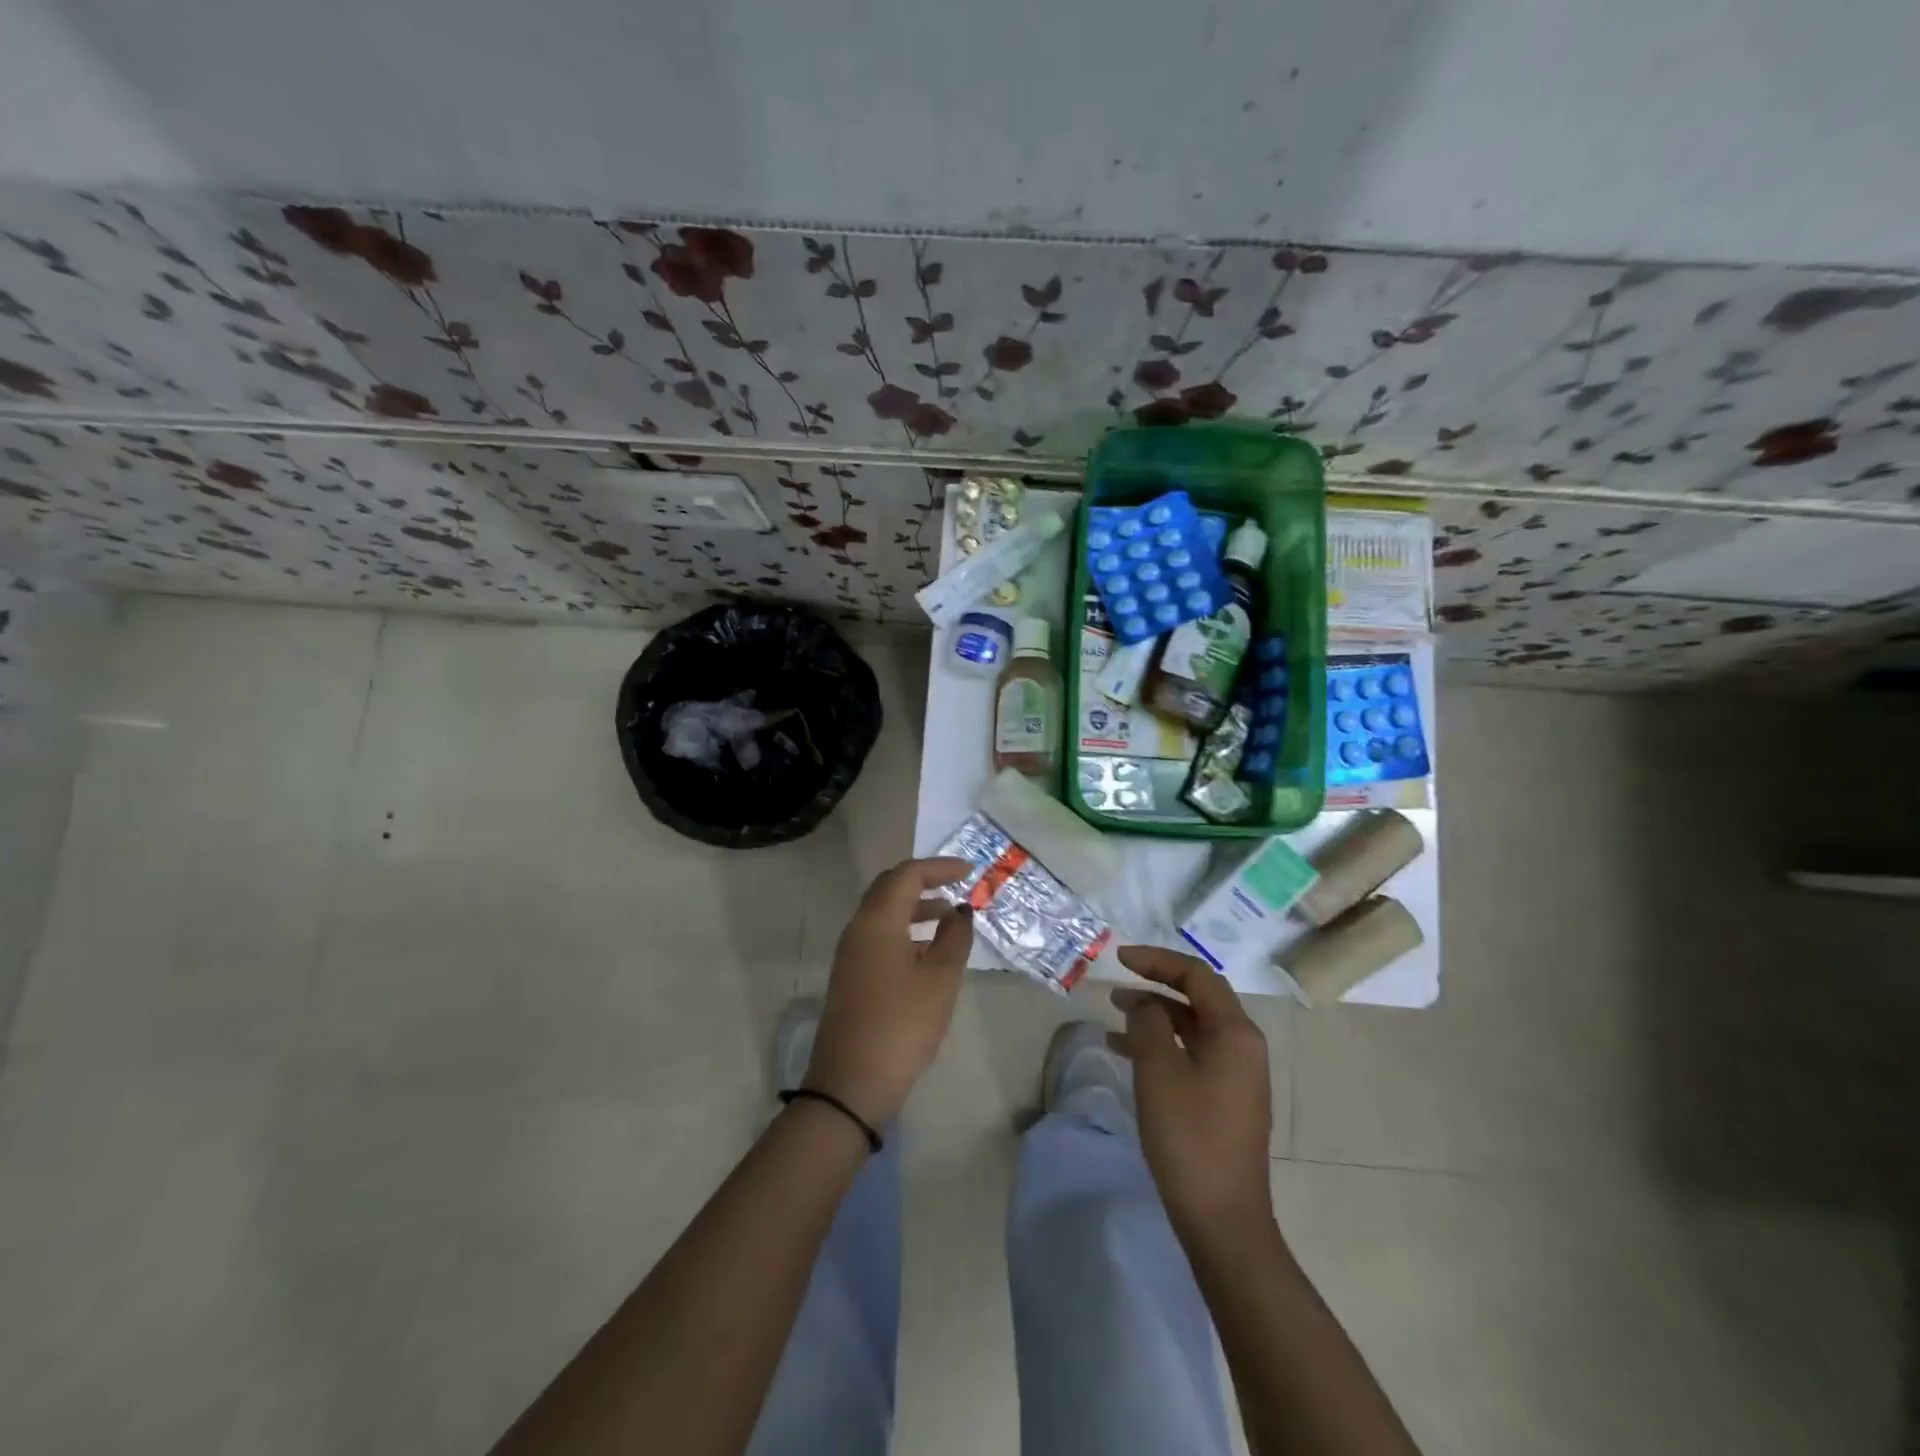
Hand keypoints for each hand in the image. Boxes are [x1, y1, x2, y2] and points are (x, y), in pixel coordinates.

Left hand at [804, 857, 974, 1126]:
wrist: (850, 1085)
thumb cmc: (902, 1025)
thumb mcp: (940, 980)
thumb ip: (954, 938)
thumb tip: (960, 911)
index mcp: (877, 921)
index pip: (907, 875)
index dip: (939, 867)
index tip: (970, 871)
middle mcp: (858, 928)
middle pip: (889, 888)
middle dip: (924, 881)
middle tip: (956, 886)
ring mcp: (850, 953)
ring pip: (883, 912)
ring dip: (915, 907)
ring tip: (949, 919)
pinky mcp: (850, 975)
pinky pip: (878, 935)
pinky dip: (904, 929)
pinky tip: (927, 950)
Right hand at [1111, 946, 1273, 1240]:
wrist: (1223, 1220)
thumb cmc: (1189, 1137)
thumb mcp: (1158, 1071)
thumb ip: (1147, 1023)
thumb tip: (1143, 1003)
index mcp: (1235, 1033)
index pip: (1197, 976)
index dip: (1157, 960)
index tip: (1120, 958)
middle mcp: (1243, 1047)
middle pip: (1198, 998)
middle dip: (1156, 985)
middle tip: (1116, 985)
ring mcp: (1237, 1076)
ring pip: (1192, 1027)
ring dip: (1155, 1015)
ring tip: (1115, 1015)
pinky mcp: (1226, 1100)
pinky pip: (1192, 1054)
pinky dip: (1161, 1044)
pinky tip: (1128, 1053)